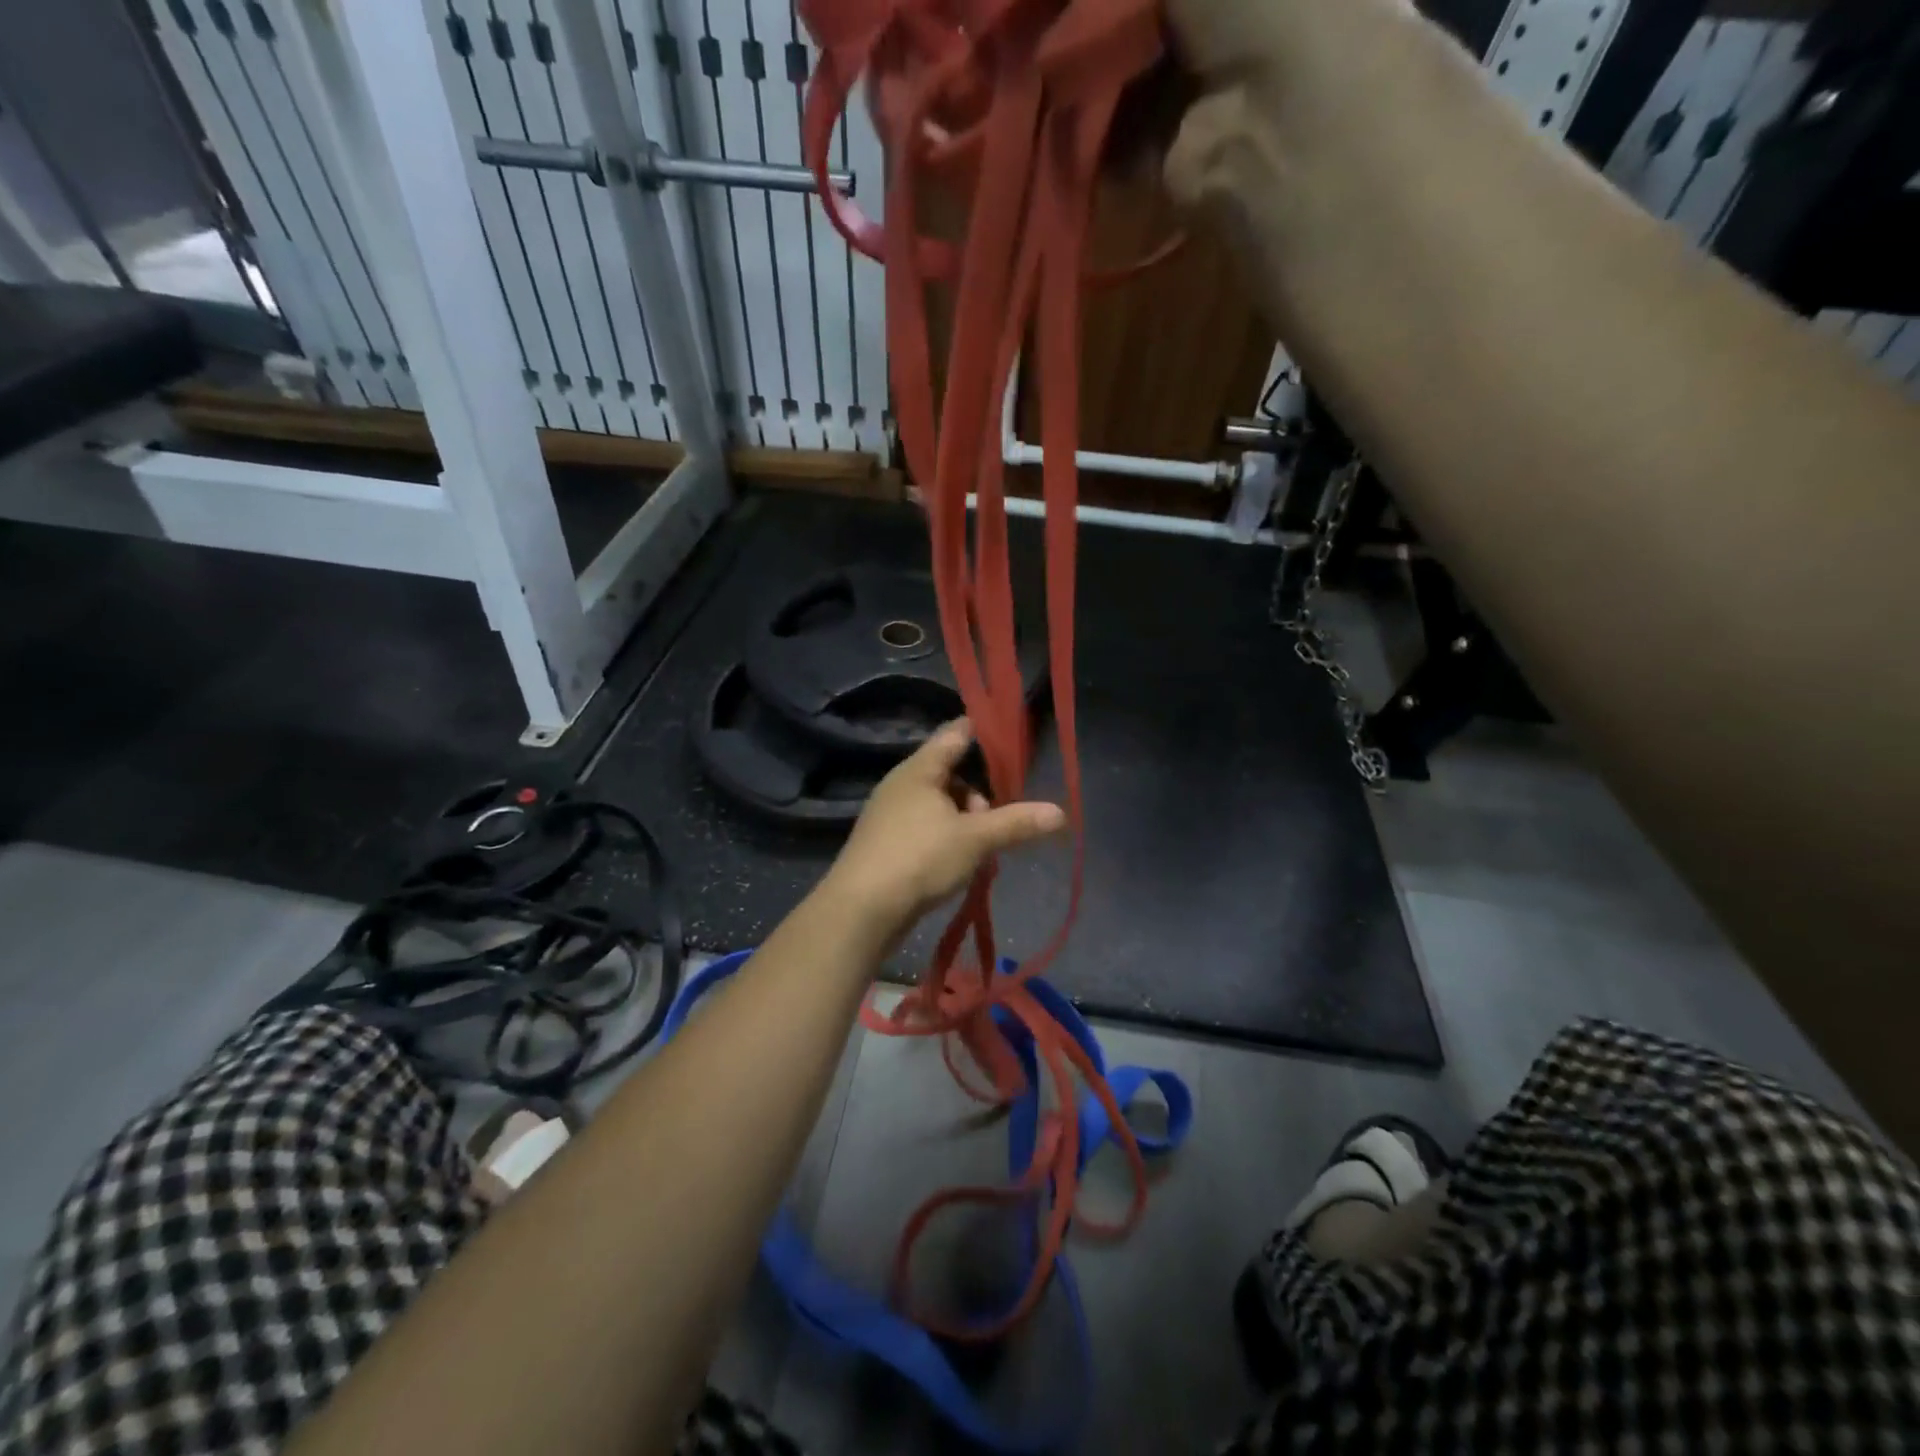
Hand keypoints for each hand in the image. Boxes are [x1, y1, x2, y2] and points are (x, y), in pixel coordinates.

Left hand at [823, 720, 1066, 938]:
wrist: (860, 910)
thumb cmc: (919, 859)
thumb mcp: (975, 839)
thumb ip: (1016, 823)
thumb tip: (1060, 813)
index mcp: (920, 769)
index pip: (955, 733)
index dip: (984, 731)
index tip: (1010, 737)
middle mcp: (901, 784)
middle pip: (950, 773)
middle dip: (978, 794)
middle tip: (993, 821)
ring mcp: (890, 814)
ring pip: (939, 805)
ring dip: (964, 822)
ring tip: (978, 851)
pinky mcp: (885, 843)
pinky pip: (925, 828)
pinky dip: (946, 839)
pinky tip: (957, 865)